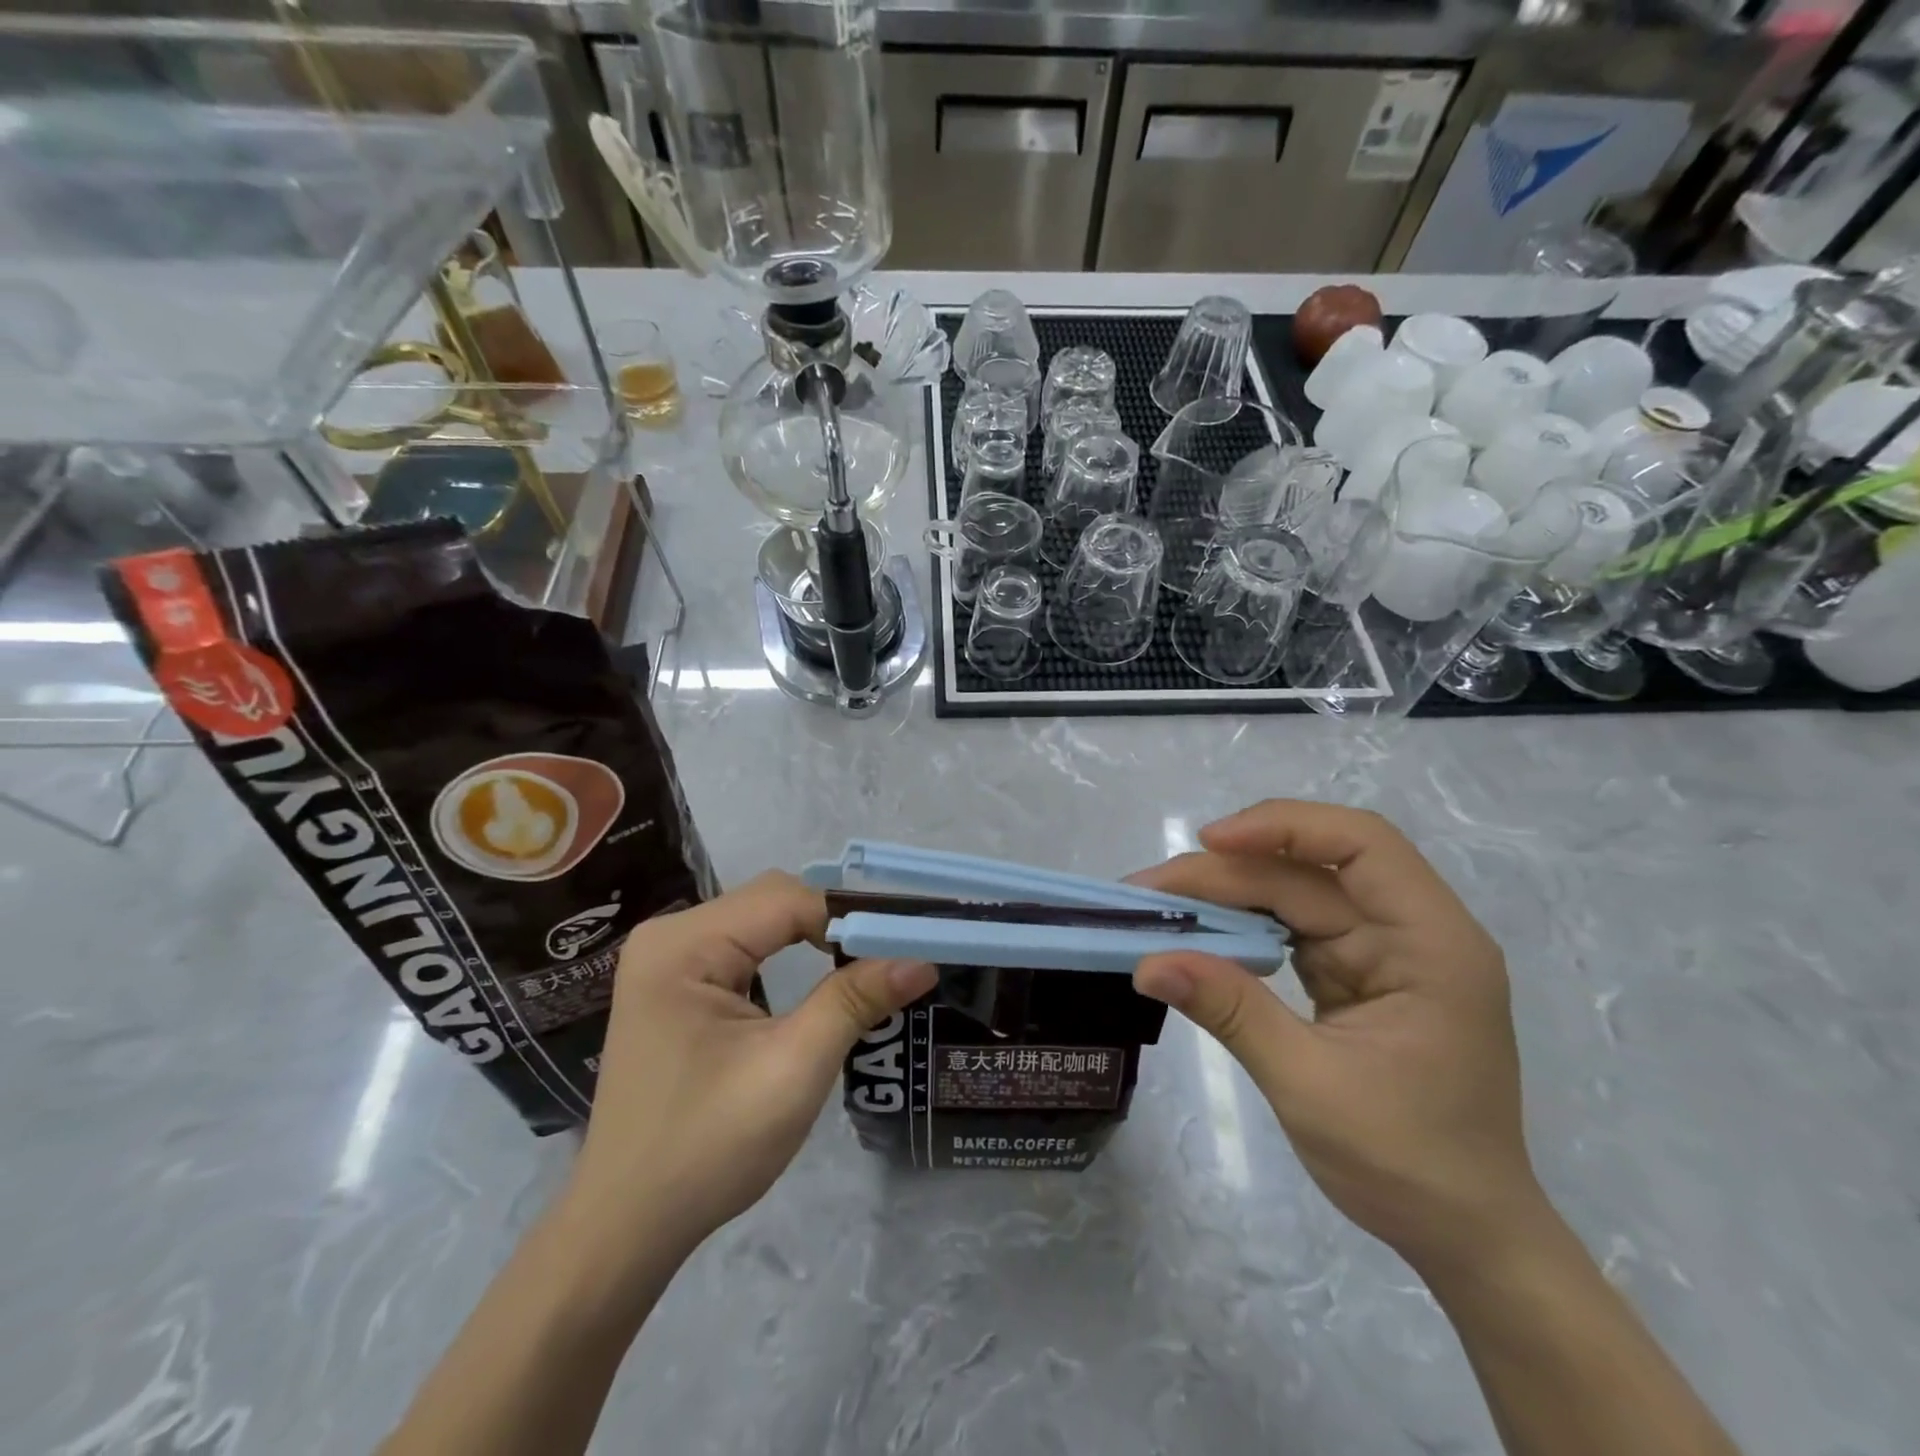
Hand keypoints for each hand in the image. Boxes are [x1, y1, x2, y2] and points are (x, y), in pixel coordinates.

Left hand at [563, 873, 936, 1270]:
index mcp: (684, 944)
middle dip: (835, 925)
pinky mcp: (674, 985)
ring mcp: (667, 960)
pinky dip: (788, 957)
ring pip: (762, 922)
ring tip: (868, 965)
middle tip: (893, 955)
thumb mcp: (794, 1069)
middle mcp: (670, 935)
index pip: (787, 899)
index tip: (907, 943)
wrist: (627, 1227)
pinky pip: (744, 948)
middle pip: (773, 901)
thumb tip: (922, 958)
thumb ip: (855, 1000)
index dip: (851, 917)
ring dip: (815, 939)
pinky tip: (817, 981)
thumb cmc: (708, 1147)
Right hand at [1132, 800, 1546, 1276]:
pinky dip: (1242, 928)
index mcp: (1432, 943)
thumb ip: (1231, 1012)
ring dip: (1226, 897)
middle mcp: (1411, 931)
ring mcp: (1383, 952)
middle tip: (1148, 890)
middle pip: (1309, 872)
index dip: (1284, 827)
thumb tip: (1149, 963)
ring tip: (1160, 906)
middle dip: (1227, 873)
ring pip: (1294, 895)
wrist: (1464, 1236)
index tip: (1209, 840)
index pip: (1362, 845)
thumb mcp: (1310, 1085)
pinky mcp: (1357, 973)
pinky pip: (1291, 930)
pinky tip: (1199, 934)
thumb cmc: (1407, 1165)